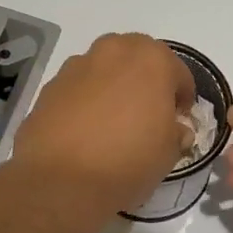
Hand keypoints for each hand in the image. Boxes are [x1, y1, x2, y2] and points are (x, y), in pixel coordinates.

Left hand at [10, 33, 194, 215]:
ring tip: (113, 121)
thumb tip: (174, 130)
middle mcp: (114, 51)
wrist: (62, 181)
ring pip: (105, 69)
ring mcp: (78, 65)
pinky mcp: (50, 85)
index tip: (179, 120)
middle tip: (147, 113)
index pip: (179, 73)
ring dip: (114, 86)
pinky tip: (86, 130)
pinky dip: (86, 100)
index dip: (182, 99)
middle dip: (146, 81)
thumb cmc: (129, 161)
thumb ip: (176, 133)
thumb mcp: (168, 153)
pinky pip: (78, 88)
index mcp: (152, 60)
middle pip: (138, 59)